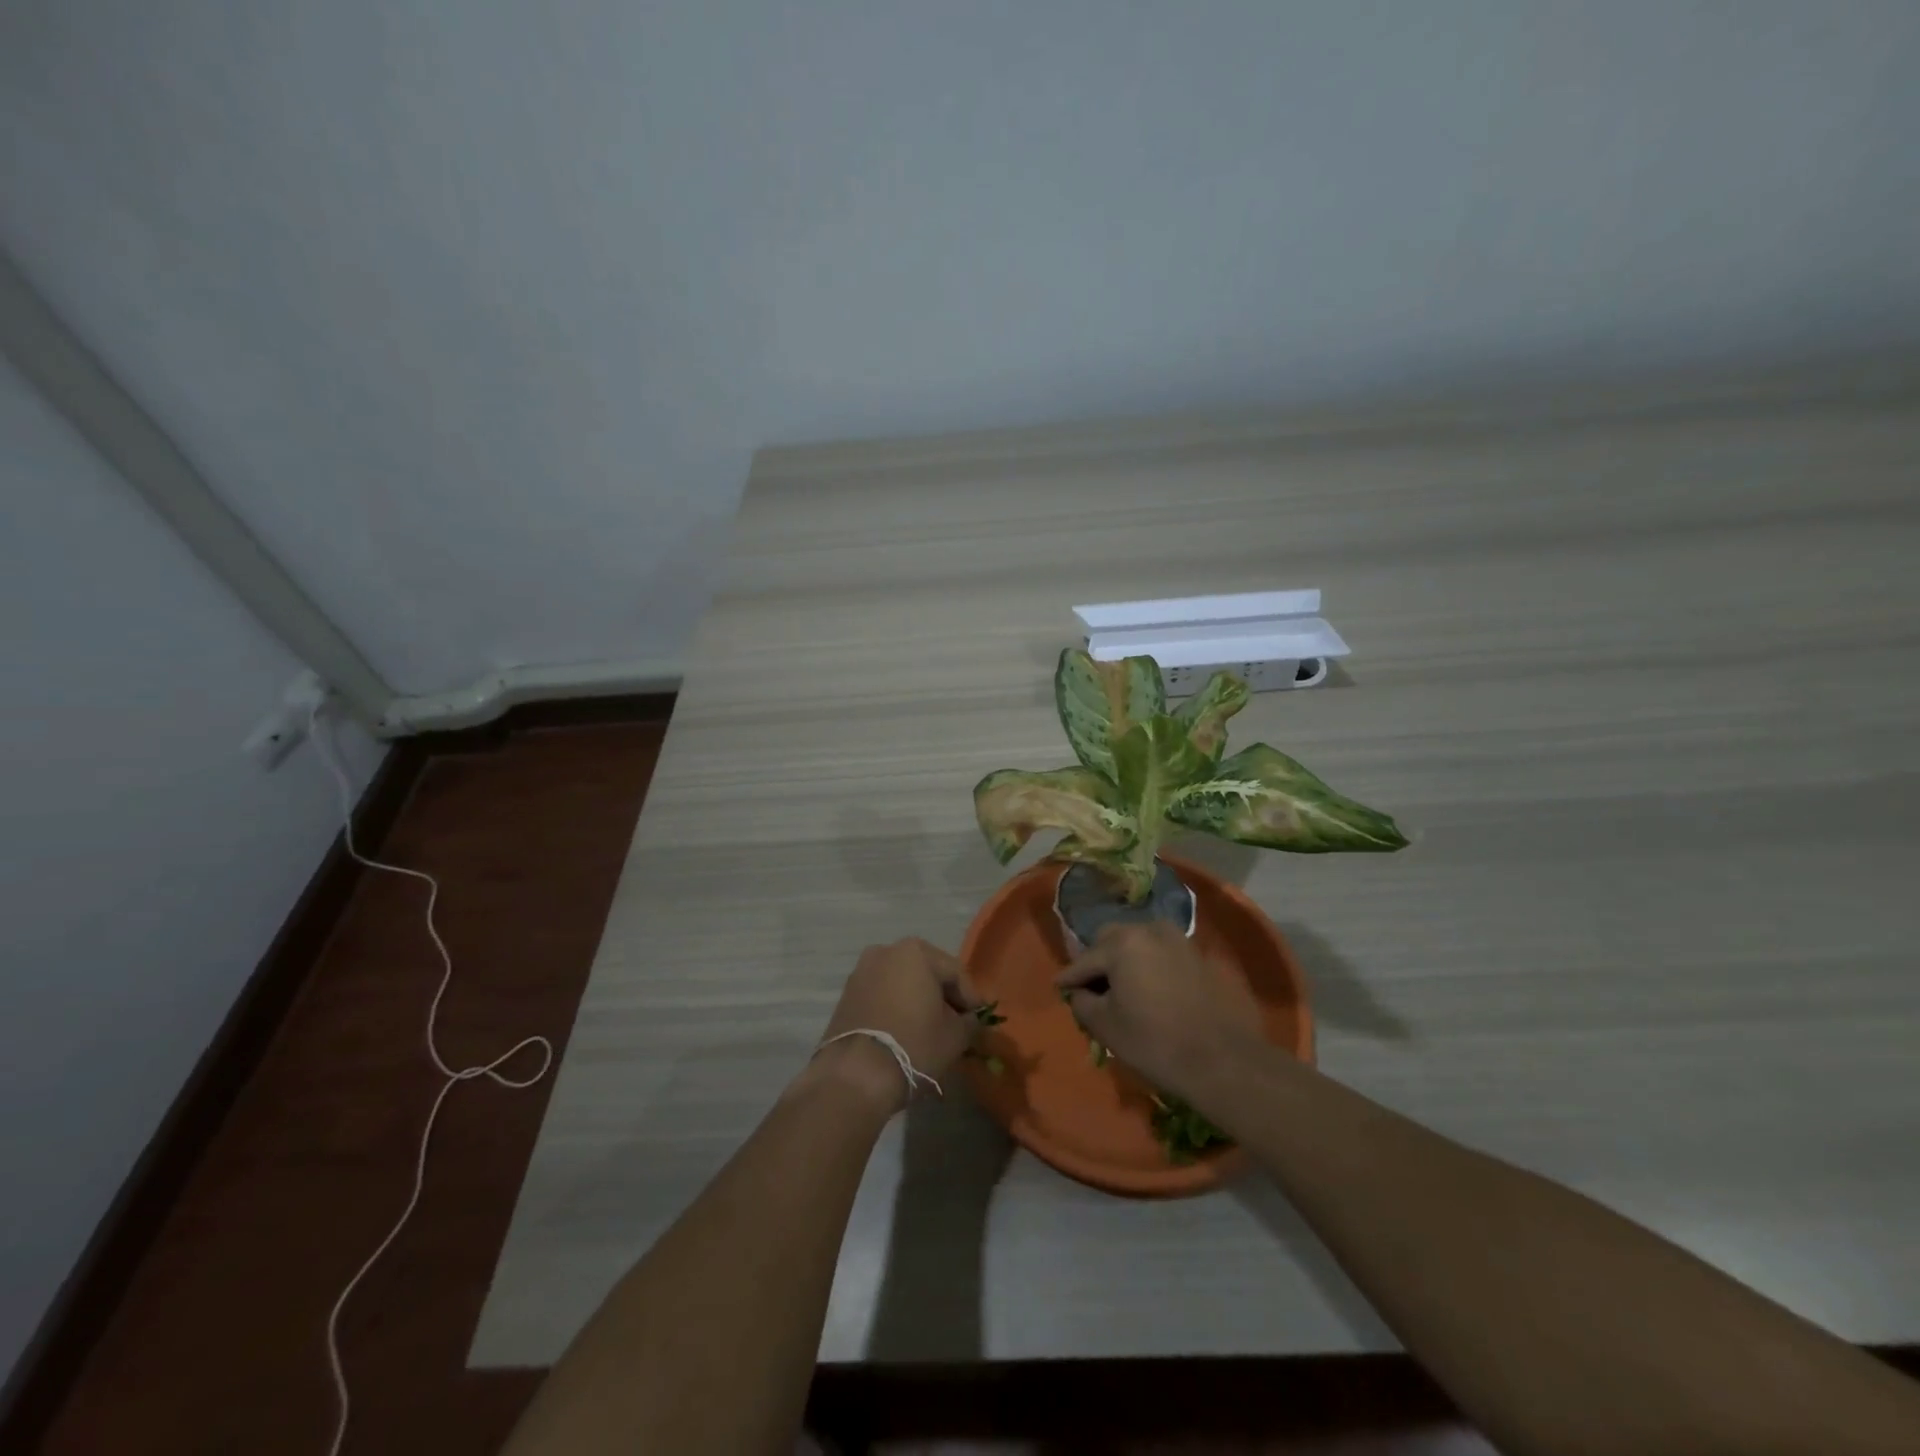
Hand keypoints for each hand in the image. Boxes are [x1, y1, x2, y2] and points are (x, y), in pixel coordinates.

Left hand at [812, 938, 981, 1110]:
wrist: (855, 1075)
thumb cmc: (914, 1045)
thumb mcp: (956, 1036)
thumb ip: (969, 1022)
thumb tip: (970, 1020)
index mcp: (916, 951)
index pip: (955, 972)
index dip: (971, 998)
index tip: (979, 1019)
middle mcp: (886, 951)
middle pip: (927, 972)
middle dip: (943, 996)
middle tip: (957, 1023)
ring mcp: (861, 971)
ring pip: (902, 983)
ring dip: (918, 1000)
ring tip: (930, 1029)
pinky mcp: (846, 994)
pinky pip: (882, 995)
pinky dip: (896, 1007)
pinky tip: (904, 1031)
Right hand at [1054, 922, 1264, 1096]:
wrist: (1223, 1060)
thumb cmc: (1155, 1042)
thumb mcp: (1105, 1026)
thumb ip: (1082, 1001)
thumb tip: (1079, 991)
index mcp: (1122, 943)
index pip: (1085, 960)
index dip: (1069, 977)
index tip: (1058, 987)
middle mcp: (1150, 930)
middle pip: (1112, 940)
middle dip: (1098, 961)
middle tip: (1091, 987)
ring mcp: (1178, 940)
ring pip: (1139, 943)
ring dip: (1125, 960)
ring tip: (1121, 987)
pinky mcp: (1198, 955)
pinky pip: (1162, 954)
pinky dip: (1150, 965)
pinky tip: (1149, 989)